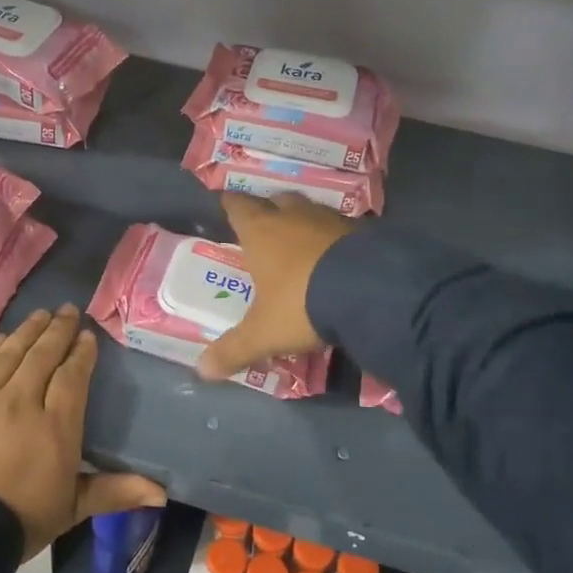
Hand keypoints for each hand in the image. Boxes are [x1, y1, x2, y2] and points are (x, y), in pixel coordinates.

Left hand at [0, 305, 165, 560]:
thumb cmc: (21, 521)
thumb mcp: (72, 508)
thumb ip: (115, 491)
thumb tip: (162, 493)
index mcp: (55, 426)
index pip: (72, 376)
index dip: (81, 353)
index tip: (88, 337)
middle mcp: (20, 402)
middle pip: (42, 355)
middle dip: (58, 330)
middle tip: (67, 311)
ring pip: (9, 353)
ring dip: (27, 331)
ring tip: (40, 315)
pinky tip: (0, 340)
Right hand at [198, 192, 356, 380]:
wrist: (370, 290)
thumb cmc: (301, 303)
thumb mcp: (264, 333)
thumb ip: (234, 349)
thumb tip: (203, 371)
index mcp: (261, 233)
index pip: (239, 208)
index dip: (232, 205)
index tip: (227, 203)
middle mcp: (293, 217)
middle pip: (277, 202)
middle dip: (271, 210)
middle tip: (267, 225)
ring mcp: (331, 220)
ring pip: (311, 212)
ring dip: (304, 223)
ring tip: (302, 241)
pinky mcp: (364, 231)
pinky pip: (342, 229)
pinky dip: (335, 239)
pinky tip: (337, 256)